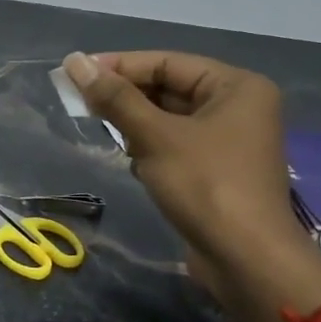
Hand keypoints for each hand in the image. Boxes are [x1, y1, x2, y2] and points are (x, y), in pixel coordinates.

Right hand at [62, 49, 306, 264]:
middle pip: (169, 88)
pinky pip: (175, 145)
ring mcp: (229, 141)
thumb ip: (115, 98)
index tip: (76, 73)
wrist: (246, 259)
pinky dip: (149, 147)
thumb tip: (74, 61)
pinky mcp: (217, 171)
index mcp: (236, 87)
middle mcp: (238, 107)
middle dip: (126, 96)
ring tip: (102, 128)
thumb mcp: (155, 137)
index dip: (119, 65)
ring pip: (169, 118)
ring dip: (135, 123)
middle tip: (80, 101)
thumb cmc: (206, 185)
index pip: (167, 62)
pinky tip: (131, 161)